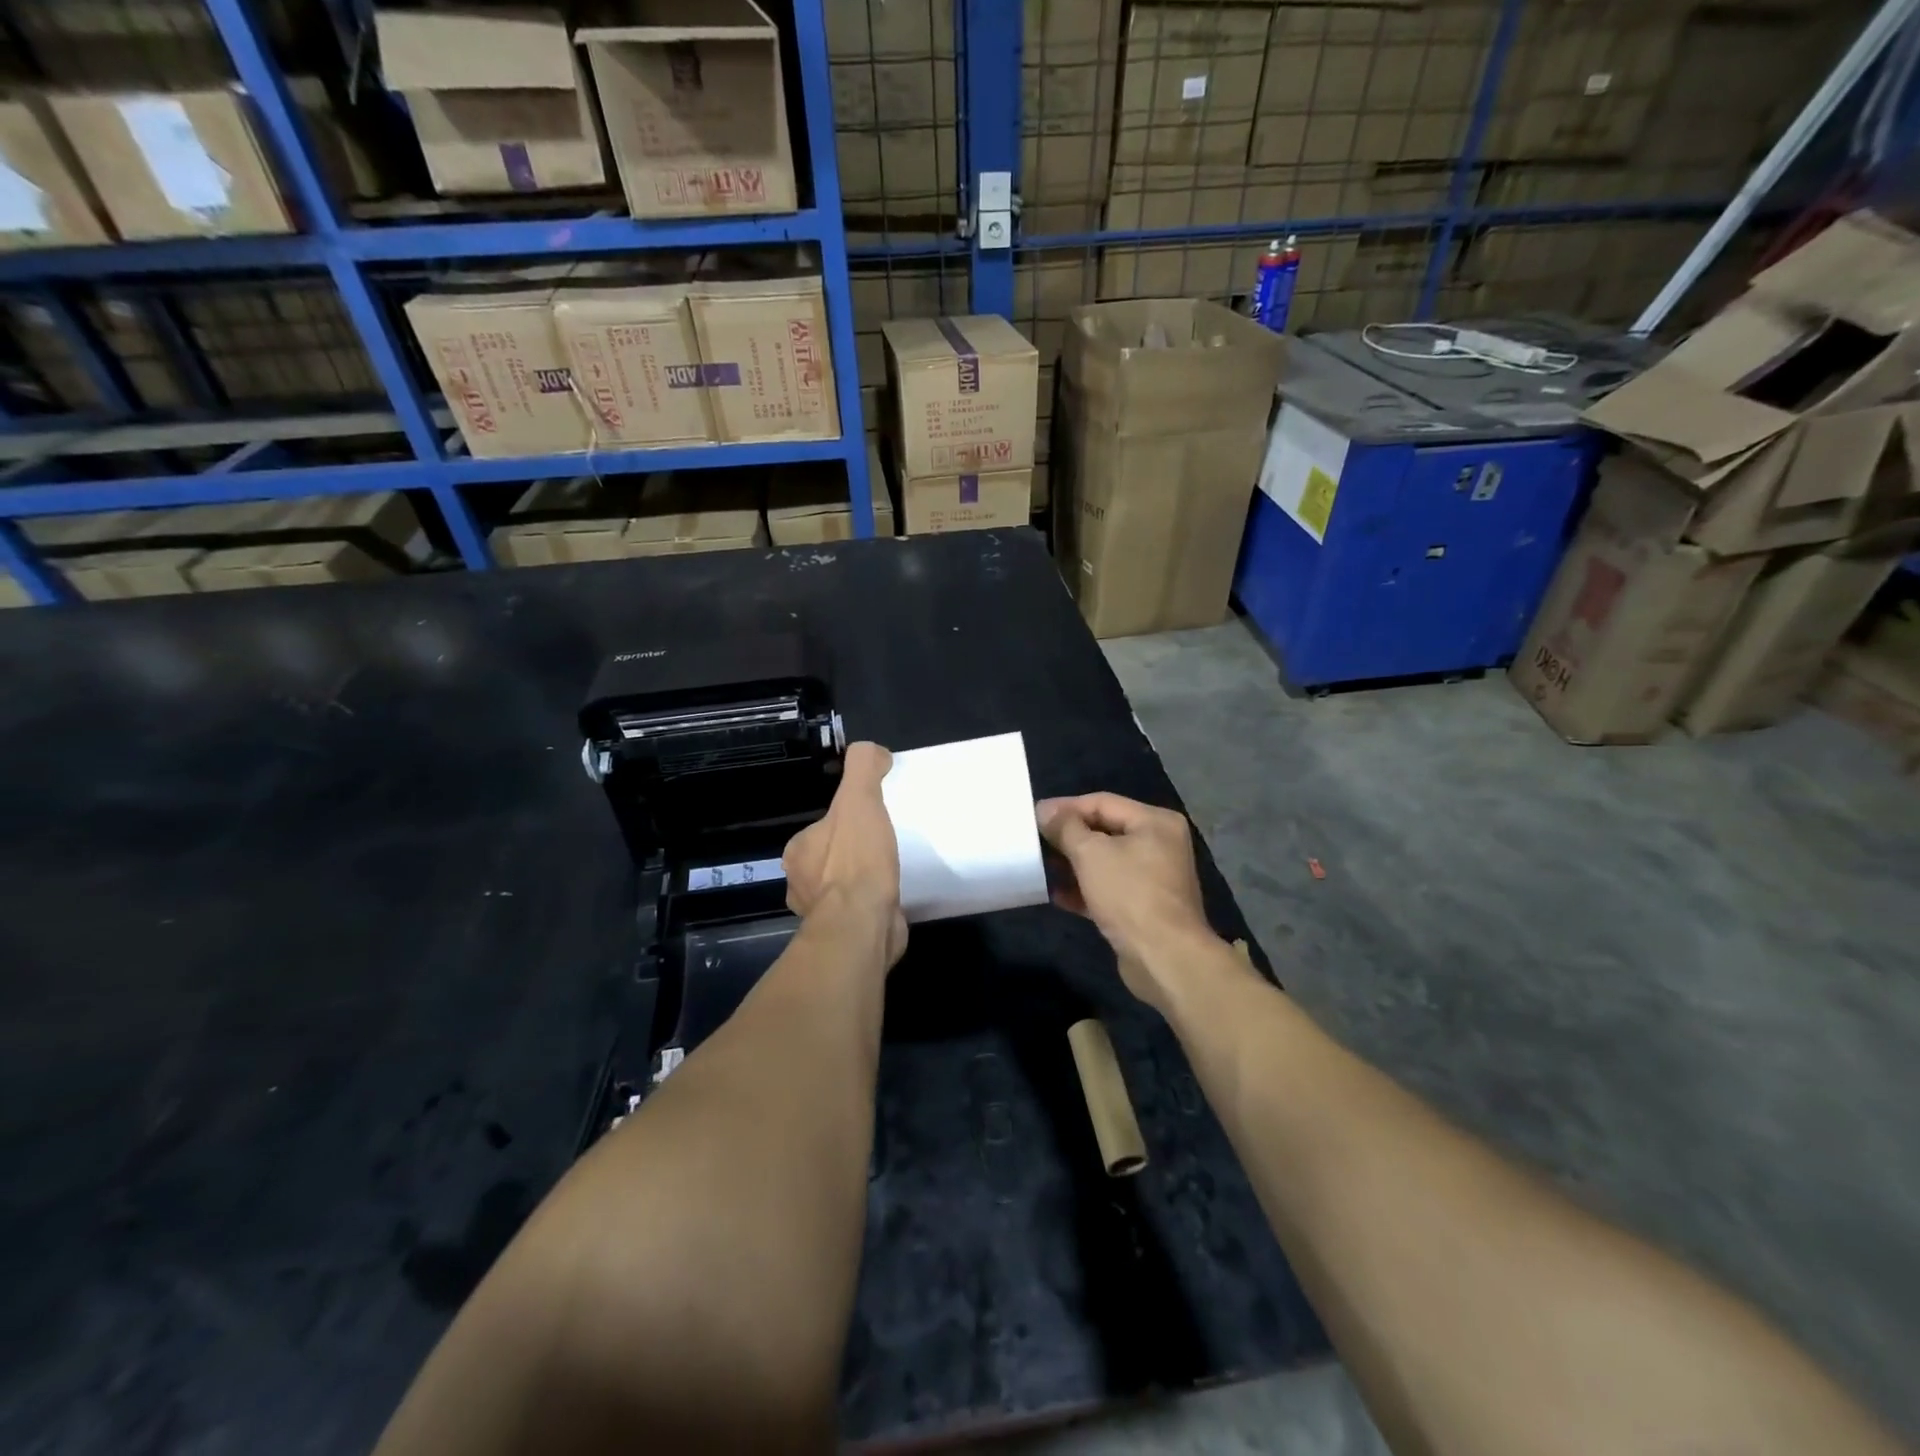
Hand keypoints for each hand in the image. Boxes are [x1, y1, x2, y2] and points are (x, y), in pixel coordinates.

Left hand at [784, 741, 907, 967]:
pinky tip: (892, 900)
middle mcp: (801, 883)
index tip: (870, 822)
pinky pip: (857, 914)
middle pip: (829, 860)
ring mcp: (820, 914)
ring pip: (841, 890)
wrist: (863, 925)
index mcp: (798, 851)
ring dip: (860, 884)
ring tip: (891, 873)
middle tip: (885, 846)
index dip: (845, 823)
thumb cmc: (857, 861)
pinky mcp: (842, 936)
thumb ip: (863, 767)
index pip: (821, 829)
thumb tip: (873, 751)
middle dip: (851, 855)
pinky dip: (871, 907)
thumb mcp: (860, 799)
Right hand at [1037, 793, 1216, 1007]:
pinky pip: (1108, 888)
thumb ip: (1066, 828)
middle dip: (1068, 837)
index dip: (1065, 807)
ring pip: (1105, 862)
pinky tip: (1057, 894)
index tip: (1034, 815)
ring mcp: (1153, 878)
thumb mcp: (1091, 853)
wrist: (1164, 958)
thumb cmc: (1129, 894)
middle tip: (1034, 840)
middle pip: (1104, 830)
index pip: (1102, 802)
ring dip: (1073, 864)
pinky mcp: (1143, 907)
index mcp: (1155, 822)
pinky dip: (1084, 888)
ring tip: (1041, 866)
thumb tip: (1045, 811)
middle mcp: (1159, 844)